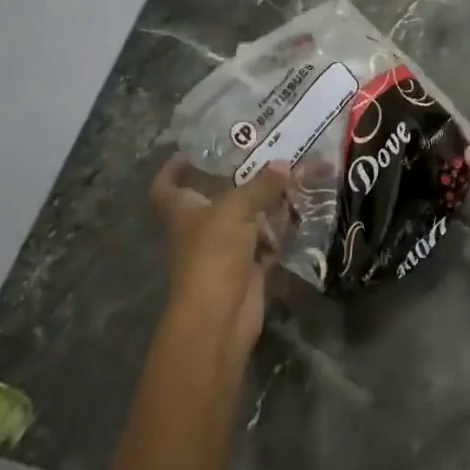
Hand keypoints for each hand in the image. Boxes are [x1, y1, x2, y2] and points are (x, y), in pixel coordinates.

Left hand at [150, 157, 290, 357]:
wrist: (220, 317)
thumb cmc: (213, 254)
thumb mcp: (236, 210)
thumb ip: (261, 185)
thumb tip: (284, 163)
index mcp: (184, 211)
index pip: (167, 186)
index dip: (172, 169)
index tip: (189, 152)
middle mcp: (202, 228)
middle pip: (218, 198)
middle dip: (242, 179)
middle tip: (268, 155)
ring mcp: (226, 250)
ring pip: (248, 219)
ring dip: (269, 203)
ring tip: (294, 177)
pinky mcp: (249, 268)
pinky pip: (267, 242)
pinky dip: (282, 231)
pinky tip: (302, 211)